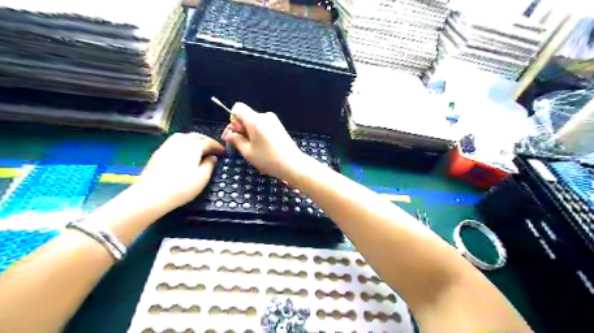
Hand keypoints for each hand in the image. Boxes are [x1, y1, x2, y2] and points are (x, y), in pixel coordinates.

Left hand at [135, 131, 223, 207]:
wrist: (152, 195)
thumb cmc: (181, 187)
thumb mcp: (202, 177)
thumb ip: (210, 165)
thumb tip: (212, 158)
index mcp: (193, 147)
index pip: (208, 141)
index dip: (217, 146)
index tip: (223, 152)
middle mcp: (180, 143)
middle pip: (195, 136)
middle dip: (205, 141)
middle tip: (212, 149)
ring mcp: (167, 146)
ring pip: (182, 137)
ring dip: (193, 140)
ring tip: (198, 149)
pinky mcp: (158, 153)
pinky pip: (173, 143)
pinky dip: (182, 144)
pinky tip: (183, 154)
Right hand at [221, 103, 305, 179]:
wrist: (293, 164)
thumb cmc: (269, 159)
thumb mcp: (248, 152)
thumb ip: (236, 140)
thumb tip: (229, 134)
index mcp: (255, 120)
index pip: (238, 108)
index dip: (233, 120)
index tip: (236, 133)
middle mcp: (264, 116)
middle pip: (246, 115)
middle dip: (240, 128)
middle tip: (237, 144)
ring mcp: (273, 121)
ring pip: (254, 121)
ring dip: (249, 132)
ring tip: (251, 148)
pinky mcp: (279, 126)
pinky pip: (263, 125)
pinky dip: (258, 133)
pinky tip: (261, 146)